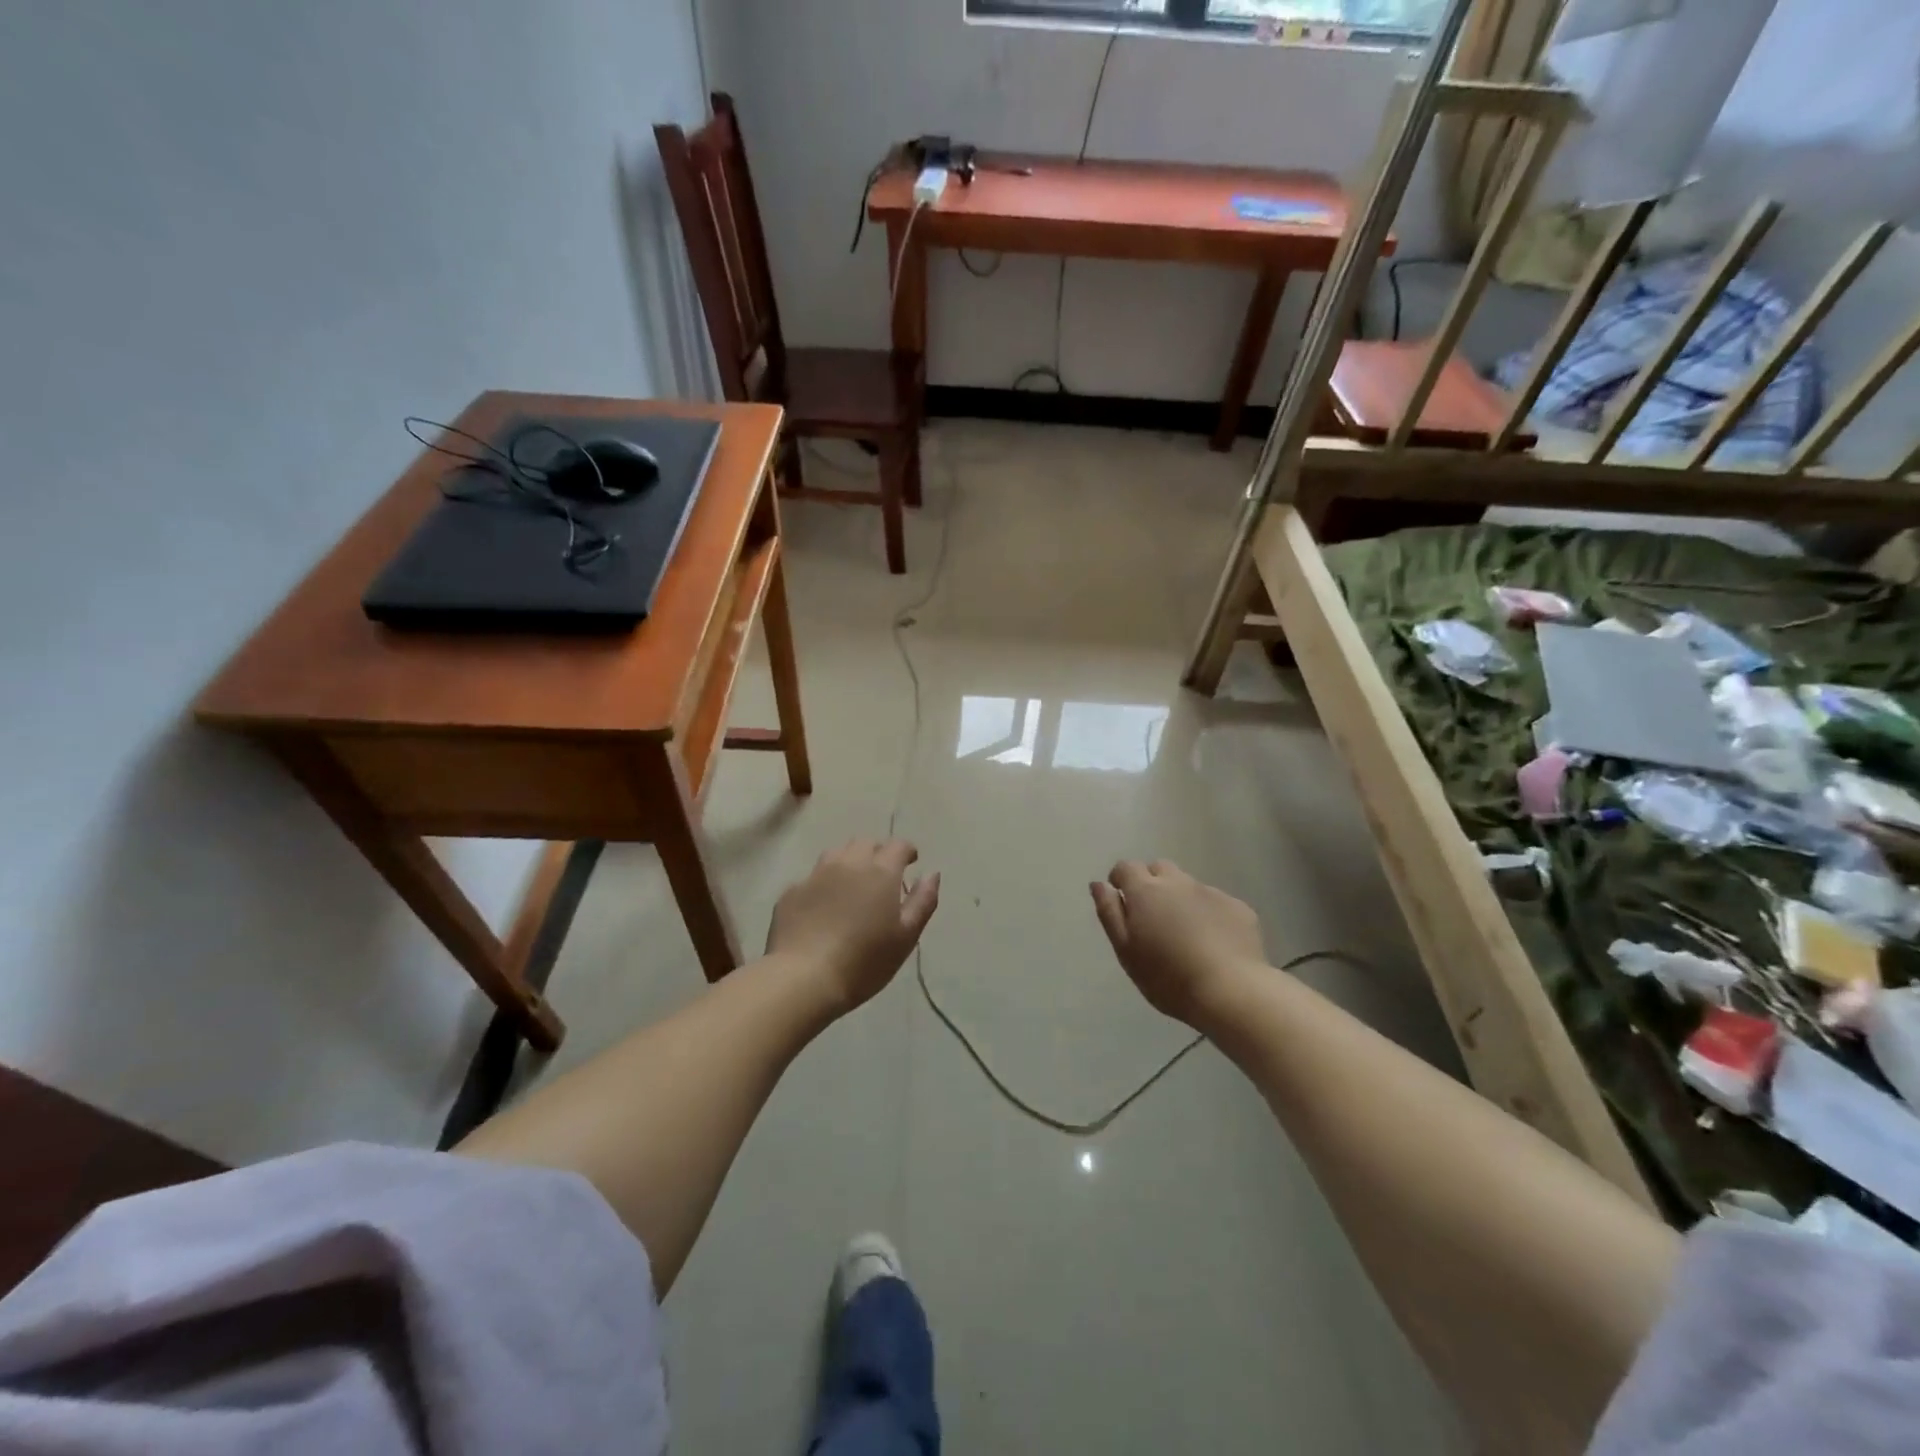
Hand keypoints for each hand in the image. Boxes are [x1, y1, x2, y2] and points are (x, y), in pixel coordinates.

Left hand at [767, 839, 940, 1013]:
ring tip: (852, 884)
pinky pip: (812, 878)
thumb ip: (923, 901)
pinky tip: (822, 907)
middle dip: (877, 853)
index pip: (898, 846)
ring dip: (848, 862)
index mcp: (880, 872)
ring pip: (836, 854)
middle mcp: (847, 864)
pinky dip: (822, 885)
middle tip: (882, 875)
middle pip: (865, 843)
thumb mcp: (906, 937)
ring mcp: (815, 875)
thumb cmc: (864, 961)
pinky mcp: (791, 892)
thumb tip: (932, 874)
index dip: (907, 851)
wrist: (802, 978)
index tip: (911, 862)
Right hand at [1090, 860, 1265, 1025]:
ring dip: (1180, 898)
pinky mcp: (1238, 907)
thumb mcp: (1126, 951)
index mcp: (1146, 891)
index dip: (1120, 879)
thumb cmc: (1168, 977)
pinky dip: (1208, 914)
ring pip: (1188, 885)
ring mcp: (1211, 892)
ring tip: (1184, 933)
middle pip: (1159, 868)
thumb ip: (1110, 913)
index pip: (1126, 867)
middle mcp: (1178, 882)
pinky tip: (1213, 943)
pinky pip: (1215, 902)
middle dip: (1151, 883)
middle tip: (1152, 917)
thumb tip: (1099, 884)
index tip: (1122, 901)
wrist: (1231, 992)